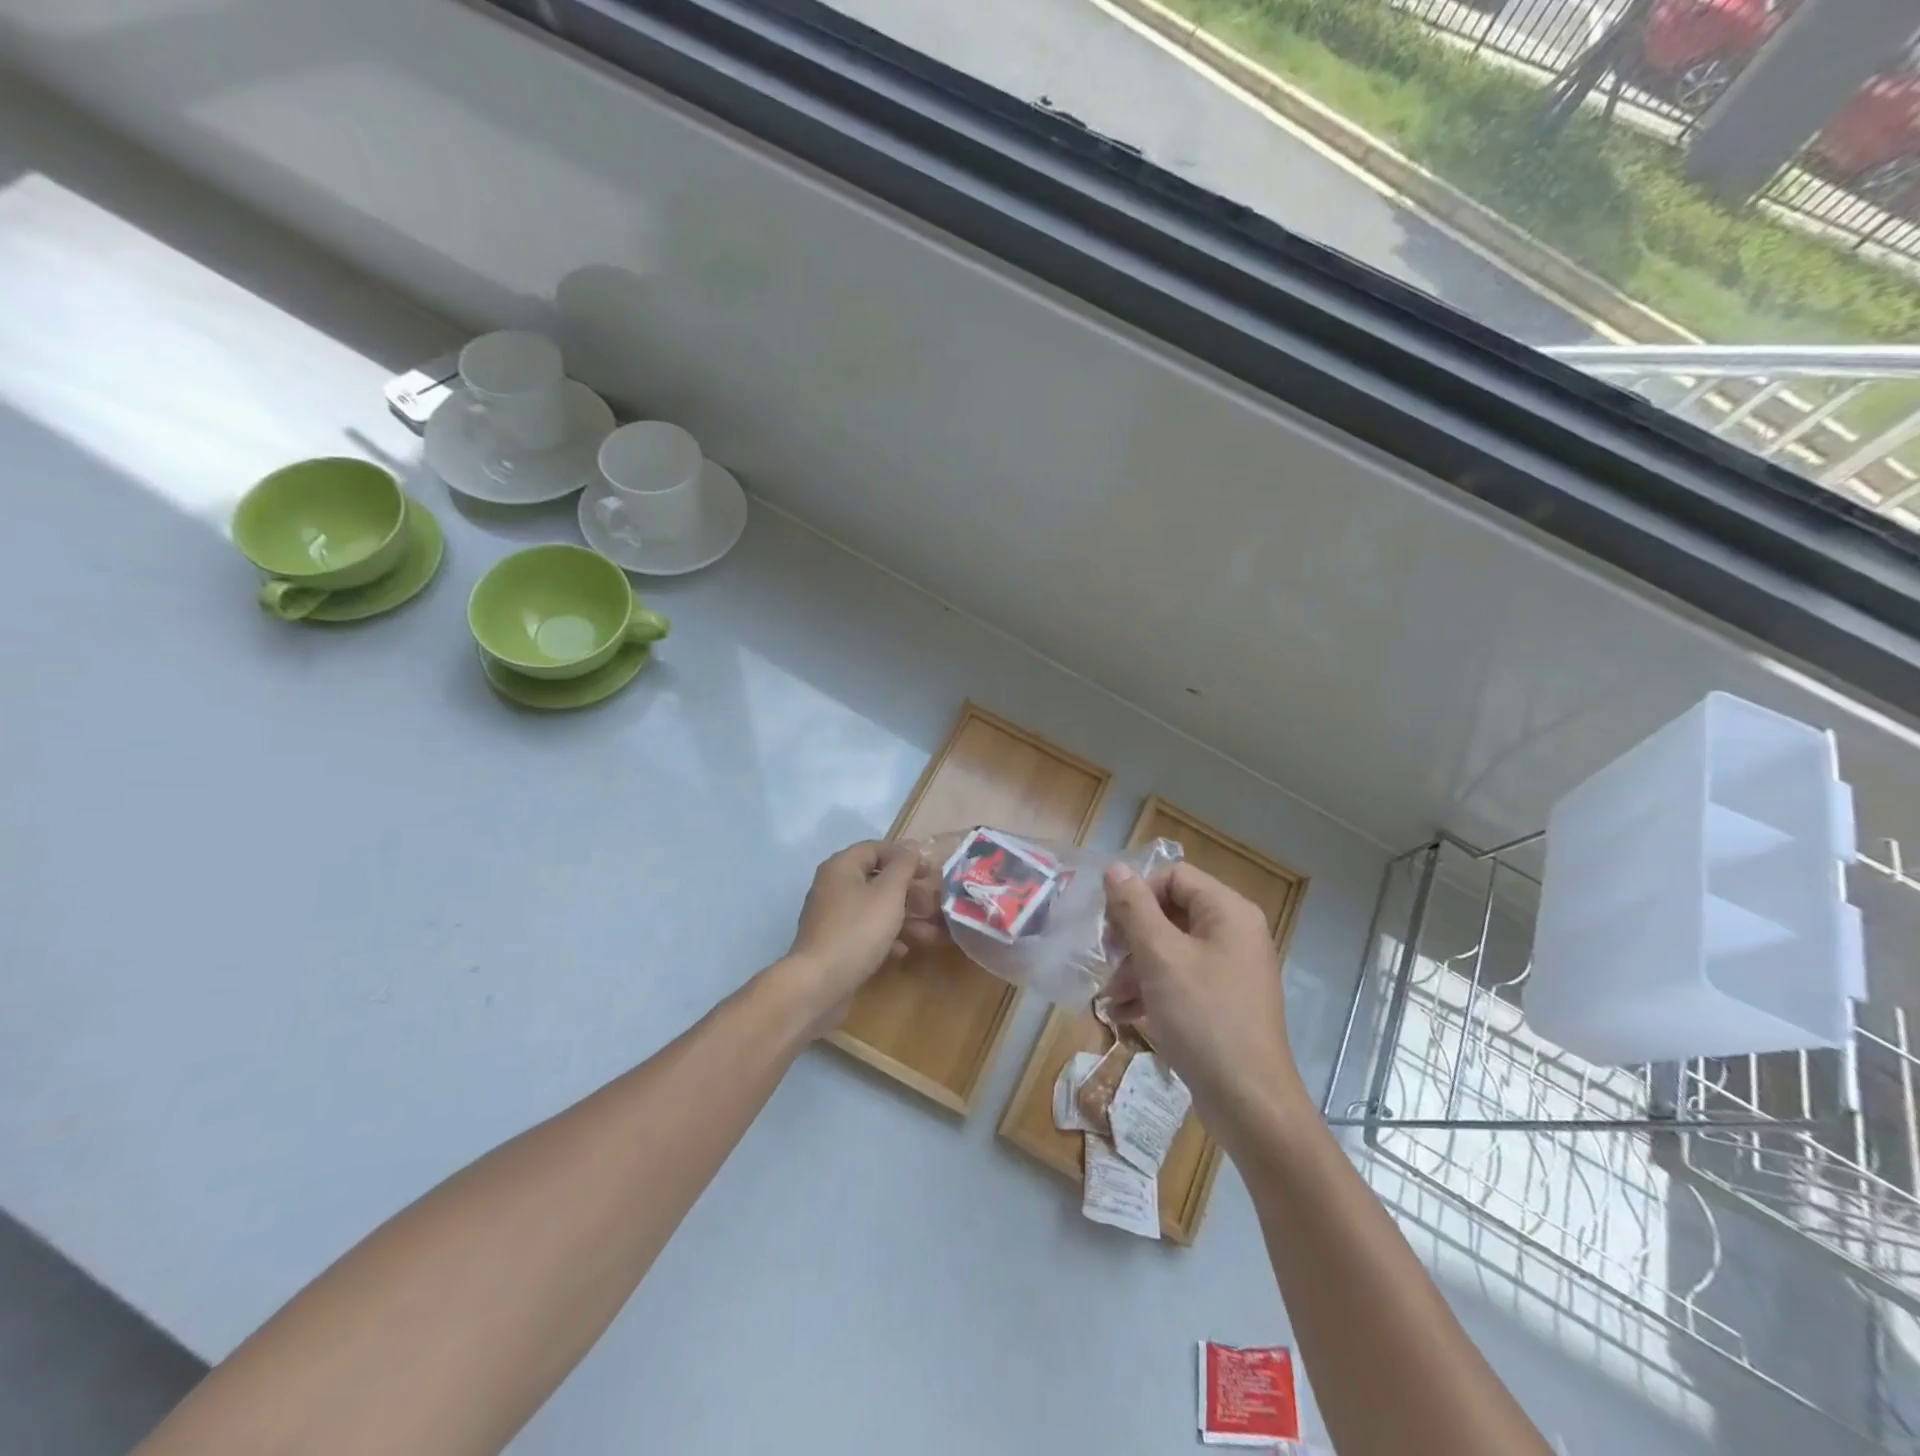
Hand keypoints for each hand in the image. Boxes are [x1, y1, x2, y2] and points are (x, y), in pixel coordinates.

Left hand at [779, 840, 929, 1034]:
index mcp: (842, 867)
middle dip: (909, 892)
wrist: (818, 984)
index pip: (877, 848)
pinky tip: (903, 951)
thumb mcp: (888, 893)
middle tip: (935, 903)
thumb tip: (913, 847)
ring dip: (904, 918)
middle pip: (877, 880)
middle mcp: (834, 886)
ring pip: (874, 908)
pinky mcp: (834, 943)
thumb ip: (904, 866)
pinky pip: (865, 931)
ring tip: (932, 933)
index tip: (931, 870)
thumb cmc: (857, 931)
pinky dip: (886, 937)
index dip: (906, 856)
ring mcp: (832, 916)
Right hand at [1101, 862, 1309, 1151]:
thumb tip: (1115, 868)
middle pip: (1170, 910)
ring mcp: (1229, 969)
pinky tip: (1123, 1014)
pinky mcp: (1221, 1001)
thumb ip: (1135, 908)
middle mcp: (1233, 932)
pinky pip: (1179, 978)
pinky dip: (1151, 989)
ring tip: (1109, 996)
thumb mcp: (1161, 958)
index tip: (1110, 925)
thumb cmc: (1204, 1018)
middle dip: (1132, 935)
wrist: (1249, 1103)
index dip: (1137, 893)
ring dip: (1134, 966)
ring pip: (1170, 947)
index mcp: (1228, 912)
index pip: (1173, 875)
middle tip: (1107, 959)